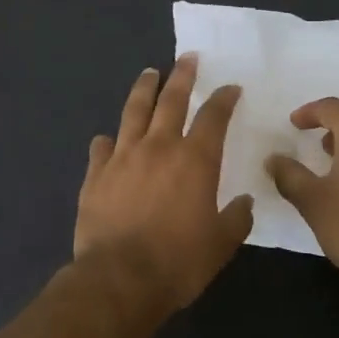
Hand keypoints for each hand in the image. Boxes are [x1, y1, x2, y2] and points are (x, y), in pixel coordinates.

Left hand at [74, 56, 254, 312]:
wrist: (119, 279)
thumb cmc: (178, 262)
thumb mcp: (220, 245)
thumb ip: (235, 219)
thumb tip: (244, 203)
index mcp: (194, 160)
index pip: (213, 117)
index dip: (224, 99)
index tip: (230, 87)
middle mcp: (158, 147)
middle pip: (171, 100)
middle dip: (182, 76)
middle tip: (187, 58)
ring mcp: (123, 157)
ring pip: (134, 112)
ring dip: (144, 90)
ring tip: (149, 73)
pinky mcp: (95, 174)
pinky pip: (101, 148)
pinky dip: (107, 141)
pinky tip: (107, 139)